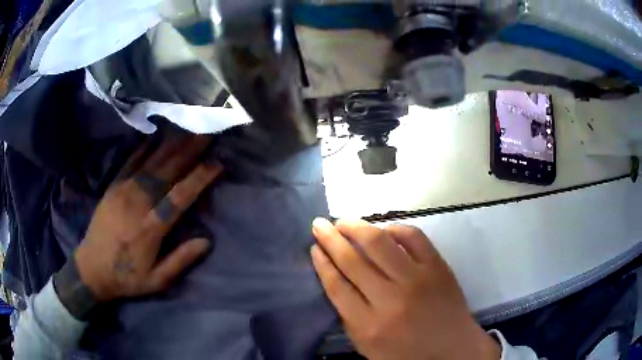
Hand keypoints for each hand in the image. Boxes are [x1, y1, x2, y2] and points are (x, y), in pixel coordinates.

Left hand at [75, 134, 221, 301]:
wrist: (91, 269)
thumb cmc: (126, 278)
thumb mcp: (157, 281)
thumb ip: (180, 261)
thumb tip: (207, 241)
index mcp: (150, 228)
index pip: (180, 197)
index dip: (199, 178)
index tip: (218, 163)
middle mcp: (137, 203)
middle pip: (167, 171)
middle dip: (190, 149)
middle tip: (207, 131)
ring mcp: (123, 191)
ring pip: (151, 162)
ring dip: (172, 143)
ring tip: (189, 127)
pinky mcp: (113, 186)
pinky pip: (131, 161)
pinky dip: (145, 146)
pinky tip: (157, 134)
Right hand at [311, 218, 499, 359]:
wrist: (453, 349)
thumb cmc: (407, 353)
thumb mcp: (367, 347)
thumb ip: (348, 318)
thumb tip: (335, 280)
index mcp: (369, 325)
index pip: (337, 286)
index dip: (322, 263)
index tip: (314, 248)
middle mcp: (391, 299)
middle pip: (353, 261)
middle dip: (331, 239)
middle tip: (319, 224)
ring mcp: (417, 279)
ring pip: (380, 242)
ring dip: (356, 227)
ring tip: (343, 221)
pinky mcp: (438, 267)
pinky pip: (414, 237)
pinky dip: (396, 228)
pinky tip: (384, 229)